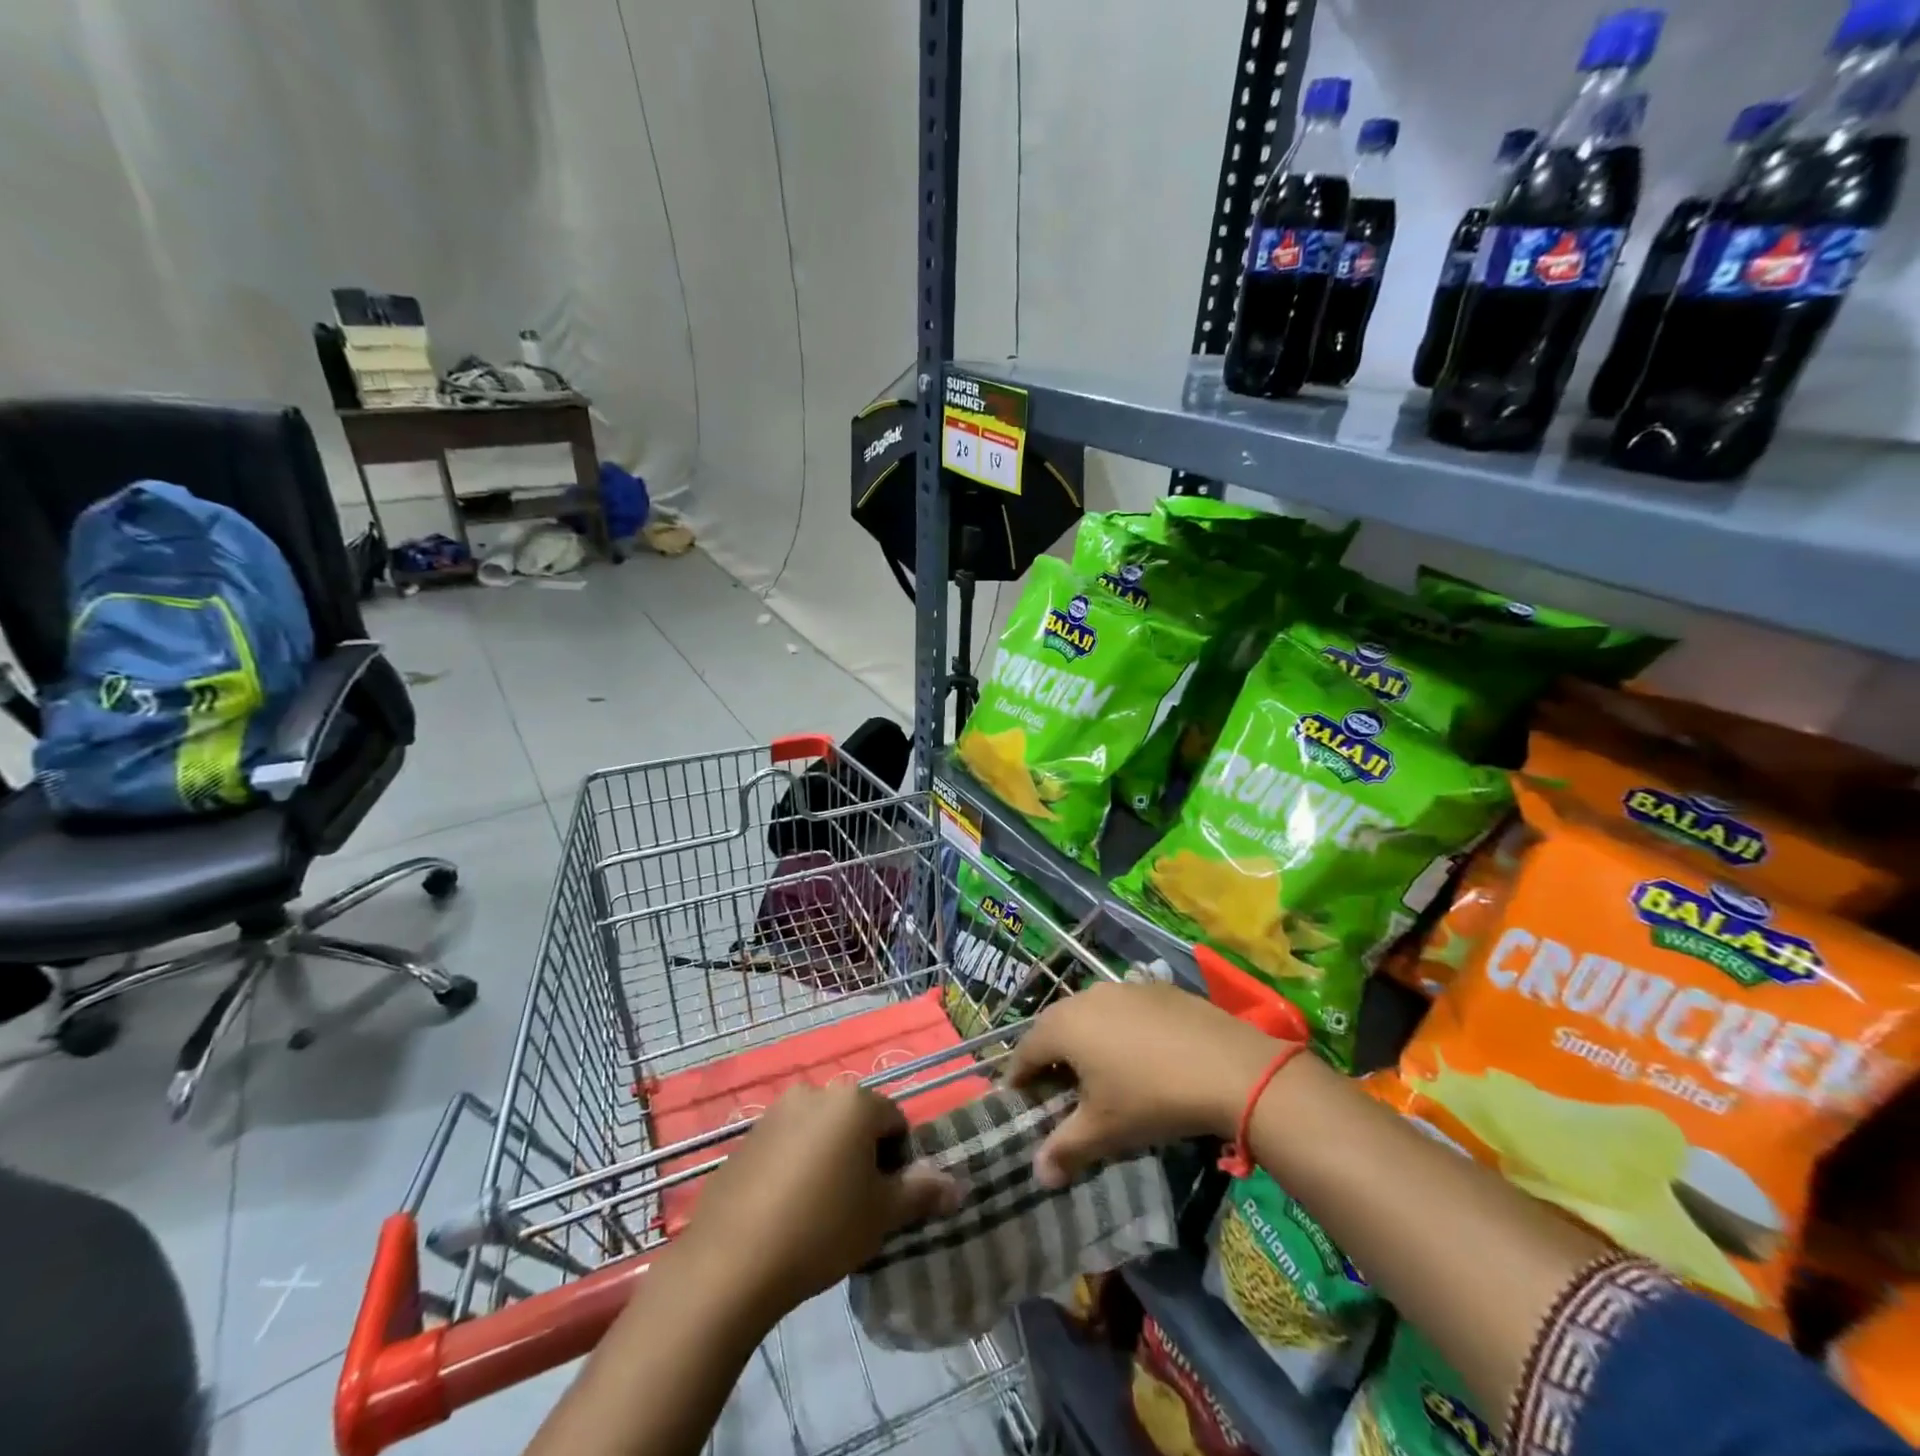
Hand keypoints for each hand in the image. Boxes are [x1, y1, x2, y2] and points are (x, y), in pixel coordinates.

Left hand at [679, 1083, 961, 1320]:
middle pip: (856, 1122)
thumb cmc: (821, 1228)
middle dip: (862, 1157)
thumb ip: (922, 1193)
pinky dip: (795, 1168)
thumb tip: (957, 1186)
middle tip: (856, 1207)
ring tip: (820, 1212)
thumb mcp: (882, 1215)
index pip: (895, 1121)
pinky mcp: (746, 1138)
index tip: (885, 1201)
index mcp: (854, 1101)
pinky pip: (787, 1146)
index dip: (898, 1162)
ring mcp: (776, 1112)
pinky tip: (786, 1211)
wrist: (731, 1262)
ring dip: (829, 1160)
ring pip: (820, 1132)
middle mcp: (816, 1092)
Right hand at [1007, 981, 1280, 1187]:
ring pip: (1089, 1015)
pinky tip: (1140, 1057)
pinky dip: (1119, 1031)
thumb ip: (1064, 1150)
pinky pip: (1123, 1009)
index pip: (1024, 1051)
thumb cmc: (1151, 1098)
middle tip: (1057, 1091)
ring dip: (1085, 1041)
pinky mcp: (1156, 989)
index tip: (1020, 1103)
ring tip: (1099, 1074)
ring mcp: (1123, 987)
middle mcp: (1086, 997)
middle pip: (1055, 1027)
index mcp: (1063, 1026)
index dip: (1018, 1079)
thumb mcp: (1104, 1131)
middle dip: (1050, 1058)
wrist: (1229, 1068)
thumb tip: (1038, 1174)